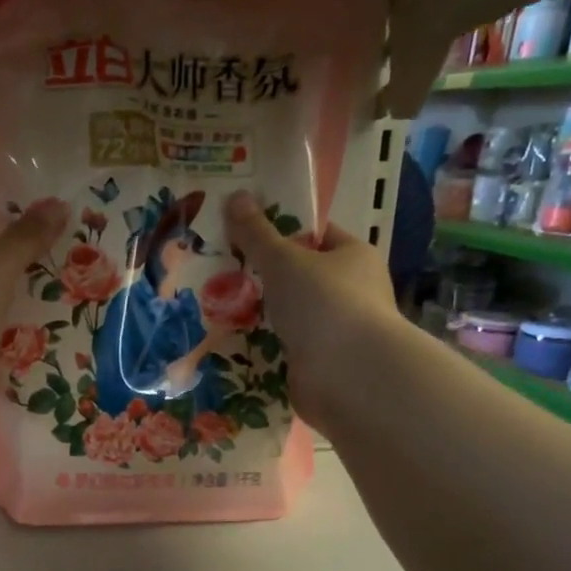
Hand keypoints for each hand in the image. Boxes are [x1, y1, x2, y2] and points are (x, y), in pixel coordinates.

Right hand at [224, 189, 398, 431]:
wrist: (349, 375)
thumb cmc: (324, 303)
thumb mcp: (283, 260)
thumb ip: (257, 232)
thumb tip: (235, 195)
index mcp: (354, 256)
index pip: (316, 234)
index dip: (281, 230)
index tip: (243, 232)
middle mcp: (352, 290)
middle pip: (300, 275)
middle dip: (264, 274)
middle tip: (221, 268)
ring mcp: (337, 328)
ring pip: (291, 312)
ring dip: (261, 311)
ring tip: (216, 303)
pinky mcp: (321, 361)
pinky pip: (285, 344)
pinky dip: (264, 342)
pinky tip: (233, 339)